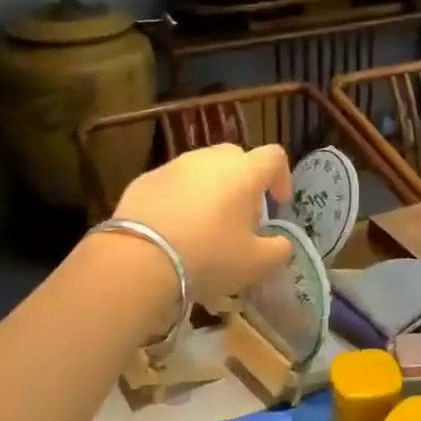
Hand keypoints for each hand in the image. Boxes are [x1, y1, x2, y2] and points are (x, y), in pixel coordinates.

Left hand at [113, 143, 292, 303]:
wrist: (139, 259)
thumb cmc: (209, 256)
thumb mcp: (256, 263)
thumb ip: (278, 249)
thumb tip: (281, 241)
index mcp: (245, 172)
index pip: (274, 157)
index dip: (281, 177)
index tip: (278, 204)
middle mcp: (211, 159)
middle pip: (236, 158)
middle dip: (243, 181)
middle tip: (240, 215)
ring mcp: (175, 165)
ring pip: (202, 169)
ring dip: (210, 188)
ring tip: (204, 224)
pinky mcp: (145, 179)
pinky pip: (172, 183)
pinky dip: (179, 198)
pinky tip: (172, 229)